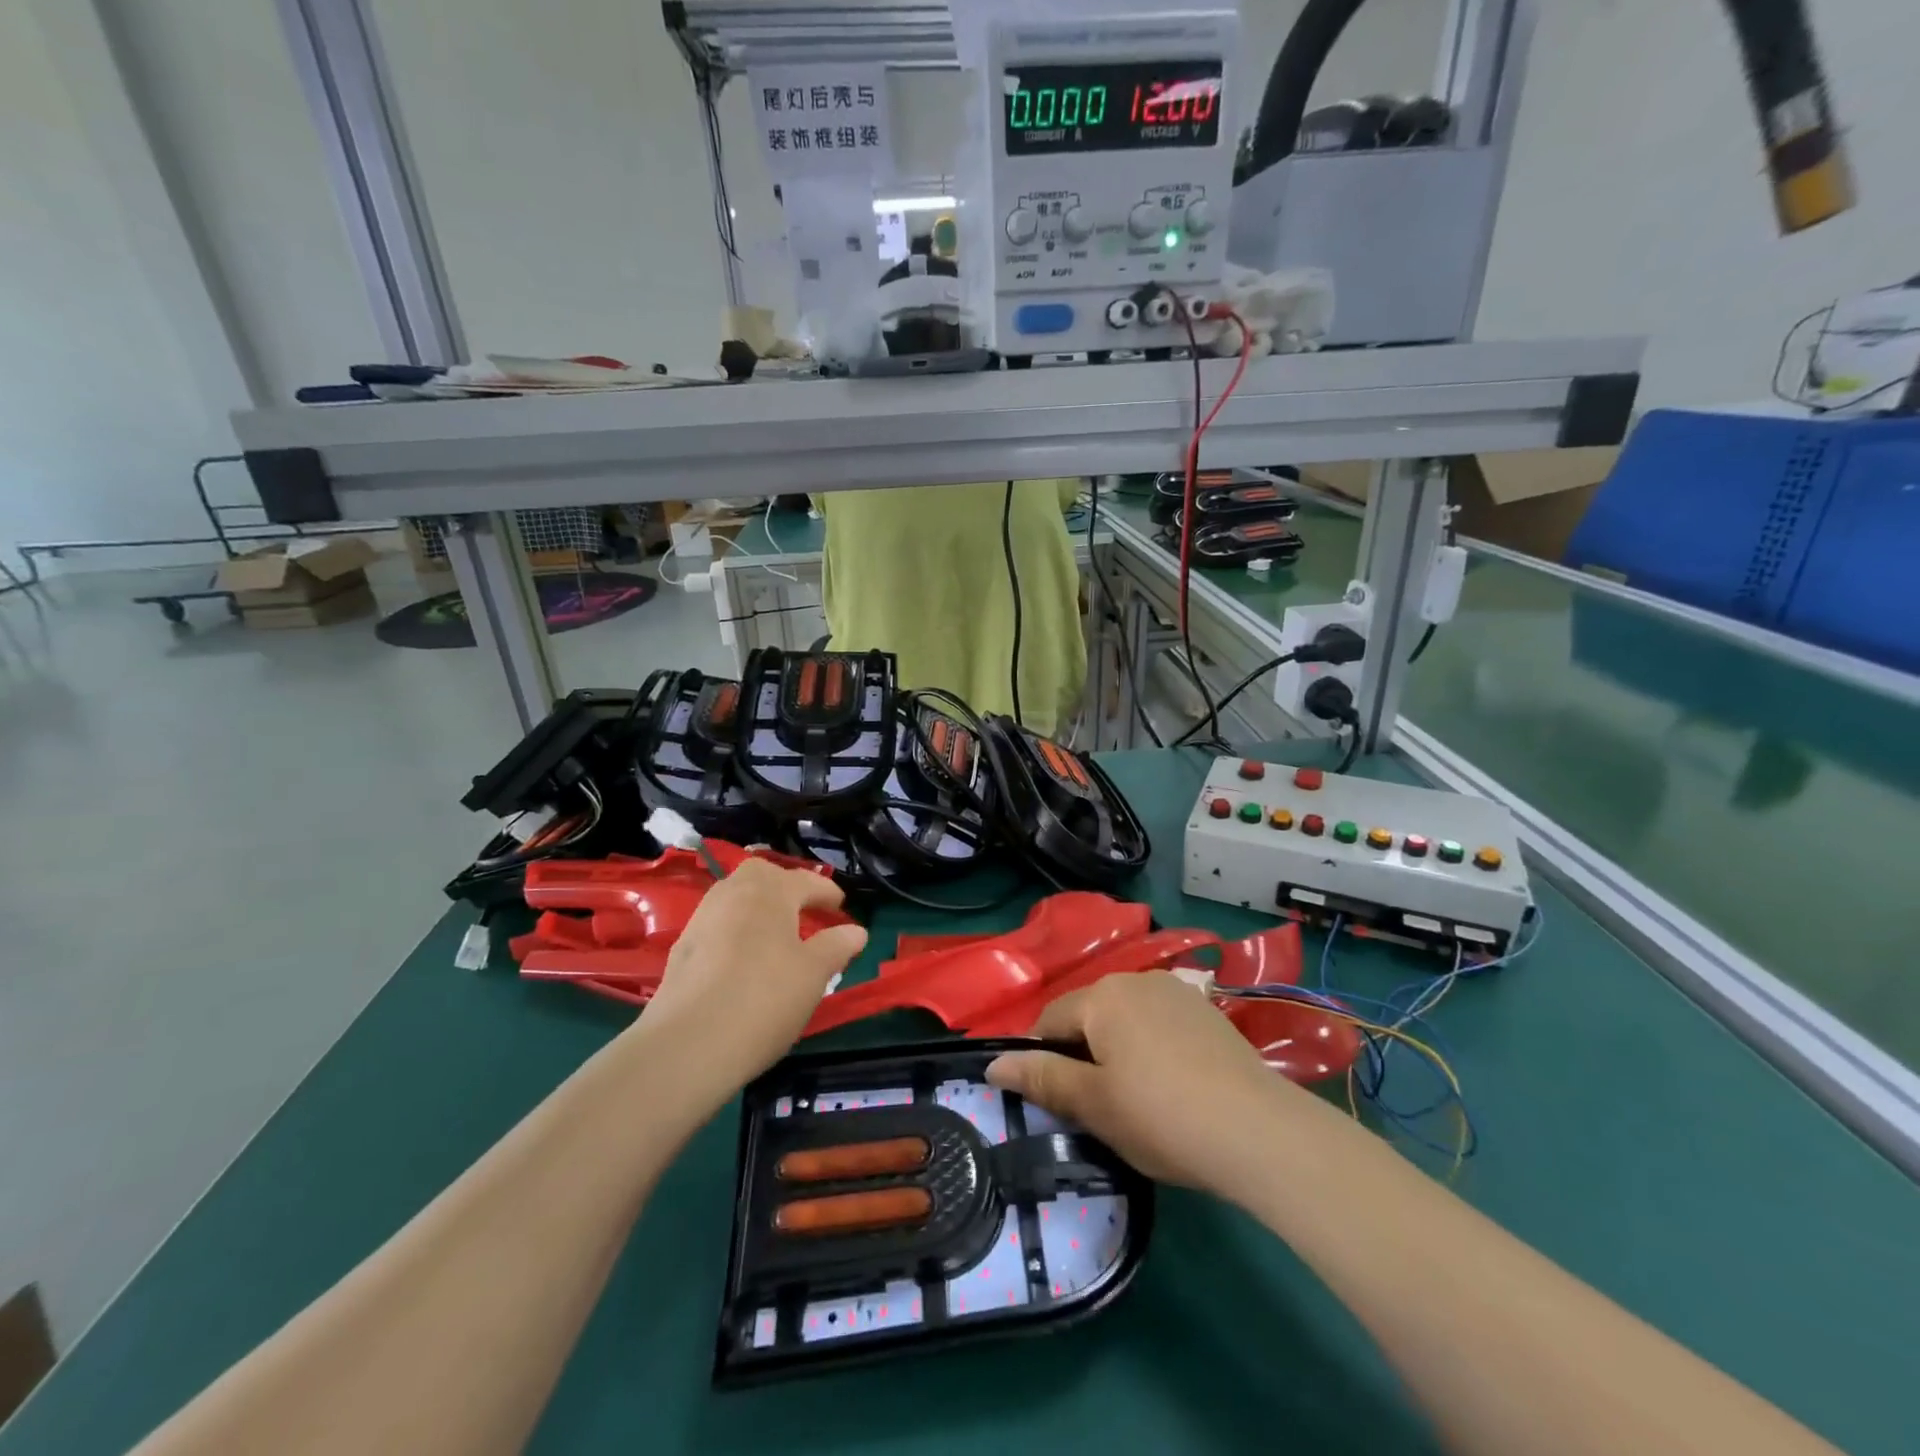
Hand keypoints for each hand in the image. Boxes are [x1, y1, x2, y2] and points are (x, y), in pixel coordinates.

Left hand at [639, 860, 867, 1093]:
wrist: (688, 1045)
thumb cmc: (764, 1000)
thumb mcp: (813, 974)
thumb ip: (836, 947)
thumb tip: (856, 931)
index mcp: (770, 893)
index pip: (805, 881)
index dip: (826, 892)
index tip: (840, 905)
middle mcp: (732, 895)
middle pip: (760, 874)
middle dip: (783, 885)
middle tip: (802, 909)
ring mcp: (702, 920)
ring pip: (734, 897)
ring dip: (757, 906)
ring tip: (775, 933)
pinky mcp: (681, 950)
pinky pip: (717, 924)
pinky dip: (736, 930)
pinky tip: (743, 958)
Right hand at [986, 972, 1299, 1193]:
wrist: (1259, 1131)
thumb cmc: (1161, 1116)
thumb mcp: (1093, 1104)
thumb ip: (1041, 1078)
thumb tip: (992, 1063)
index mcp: (1102, 995)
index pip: (1050, 1020)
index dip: (1041, 1059)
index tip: (1052, 1100)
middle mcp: (1136, 979)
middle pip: (1089, 1015)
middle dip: (1082, 1055)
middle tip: (1095, 1108)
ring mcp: (1176, 992)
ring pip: (1125, 1020)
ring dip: (1117, 1051)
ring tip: (1135, 1101)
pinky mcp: (1206, 1011)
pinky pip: (1159, 1024)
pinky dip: (1151, 1049)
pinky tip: (1172, 1087)